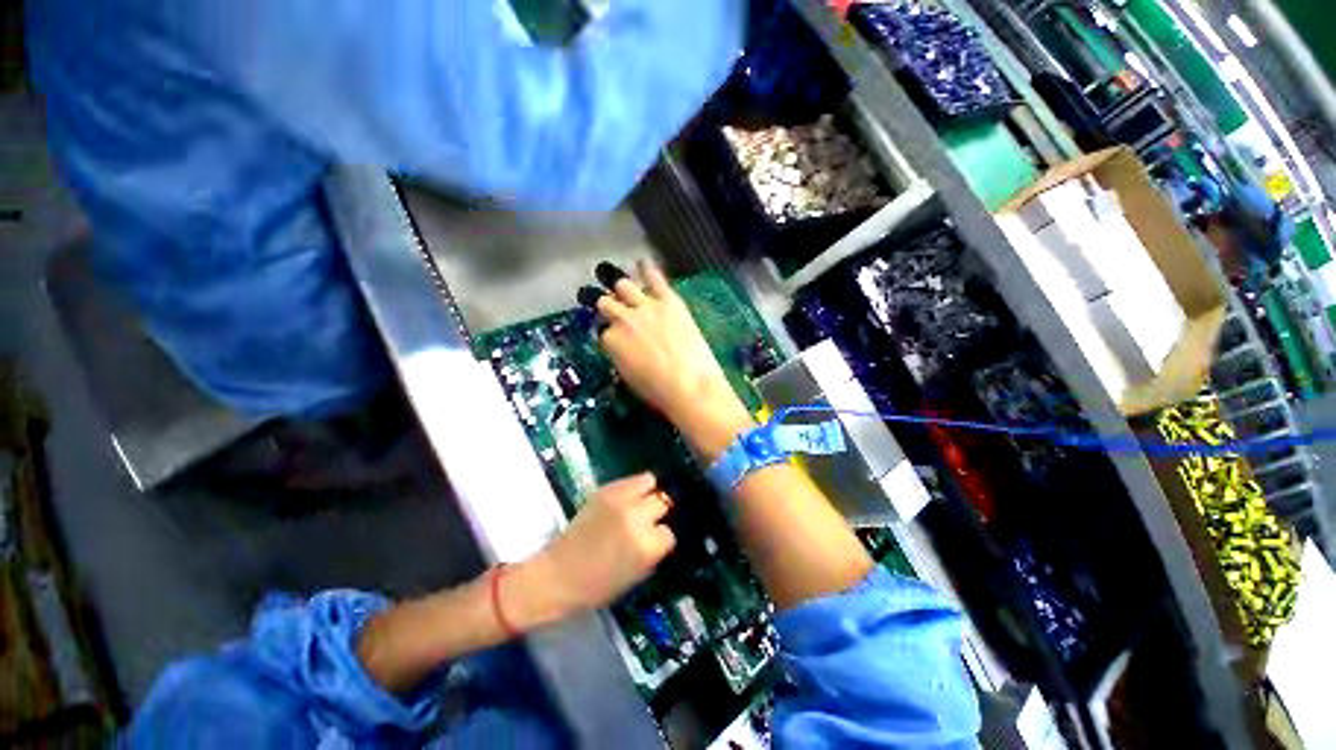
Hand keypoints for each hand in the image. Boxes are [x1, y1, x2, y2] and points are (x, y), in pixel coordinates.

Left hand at [512, 474, 675, 623]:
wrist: (559, 574)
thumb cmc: (598, 586)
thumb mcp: (637, 574)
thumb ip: (653, 549)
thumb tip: (662, 531)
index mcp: (647, 545)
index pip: (669, 533)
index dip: (661, 537)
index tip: (654, 541)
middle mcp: (638, 517)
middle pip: (663, 502)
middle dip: (659, 511)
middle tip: (650, 518)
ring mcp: (621, 499)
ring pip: (650, 481)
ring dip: (649, 492)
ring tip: (642, 500)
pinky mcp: (606, 489)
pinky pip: (631, 479)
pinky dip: (633, 486)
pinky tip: (627, 497)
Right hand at [597, 262, 753, 458]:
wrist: (690, 385)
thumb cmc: (658, 391)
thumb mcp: (630, 377)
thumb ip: (621, 356)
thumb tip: (623, 348)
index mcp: (610, 341)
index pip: (604, 332)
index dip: (612, 335)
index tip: (619, 340)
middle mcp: (622, 318)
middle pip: (607, 303)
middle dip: (610, 307)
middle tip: (617, 311)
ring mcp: (645, 306)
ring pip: (624, 285)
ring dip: (624, 289)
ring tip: (627, 290)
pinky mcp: (668, 300)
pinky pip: (655, 277)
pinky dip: (648, 269)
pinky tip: (644, 261)